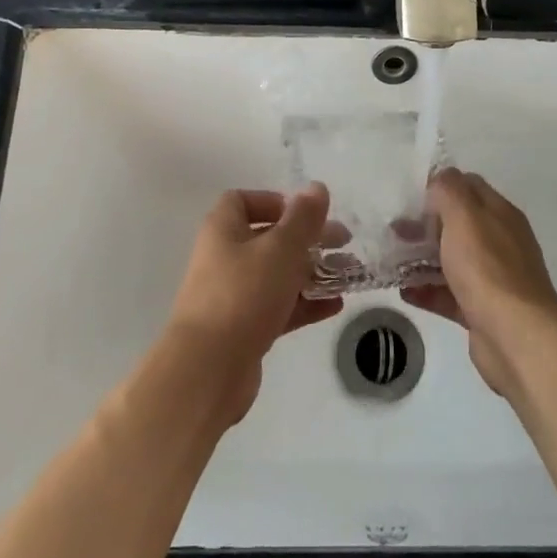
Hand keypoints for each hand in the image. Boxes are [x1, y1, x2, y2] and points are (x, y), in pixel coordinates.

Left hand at [164, 183, 344, 420]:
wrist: (207, 369)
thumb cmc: (243, 294)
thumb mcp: (281, 249)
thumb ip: (303, 218)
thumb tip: (316, 187)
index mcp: (224, 230)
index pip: (242, 200)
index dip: (274, 201)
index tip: (306, 213)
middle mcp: (224, 258)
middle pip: (268, 238)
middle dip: (307, 238)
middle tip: (344, 242)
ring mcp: (233, 295)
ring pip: (277, 275)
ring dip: (311, 272)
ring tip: (348, 274)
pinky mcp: (244, 329)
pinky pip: (279, 307)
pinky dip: (305, 303)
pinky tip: (335, 305)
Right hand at [403, 168, 556, 396]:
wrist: (515, 336)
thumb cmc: (487, 268)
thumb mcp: (465, 216)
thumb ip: (449, 190)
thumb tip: (440, 179)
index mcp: (500, 215)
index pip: (470, 187)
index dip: (441, 187)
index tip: (411, 197)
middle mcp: (500, 242)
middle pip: (459, 225)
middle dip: (426, 225)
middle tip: (394, 230)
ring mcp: (492, 279)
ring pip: (452, 260)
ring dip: (422, 258)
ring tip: (390, 260)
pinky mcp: (481, 310)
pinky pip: (449, 294)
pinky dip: (427, 291)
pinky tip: (403, 291)